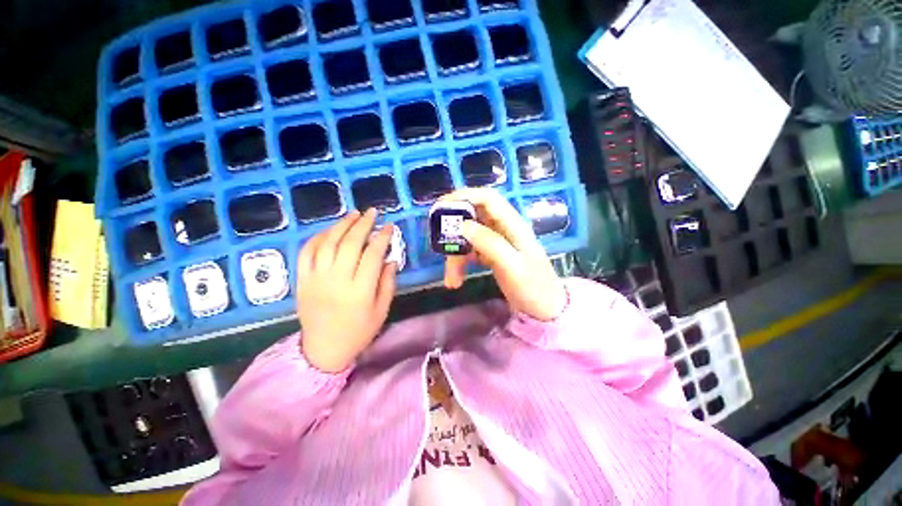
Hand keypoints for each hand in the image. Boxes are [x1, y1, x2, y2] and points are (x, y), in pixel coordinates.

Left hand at [297, 209, 397, 372]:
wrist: (323, 349)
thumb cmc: (358, 331)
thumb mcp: (382, 310)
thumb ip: (387, 283)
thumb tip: (390, 258)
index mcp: (360, 291)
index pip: (372, 255)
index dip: (382, 237)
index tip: (389, 226)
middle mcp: (337, 281)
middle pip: (349, 244)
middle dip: (363, 224)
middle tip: (372, 213)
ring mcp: (315, 279)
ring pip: (327, 243)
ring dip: (341, 225)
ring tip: (353, 214)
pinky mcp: (301, 280)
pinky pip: (306, 252)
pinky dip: (318, 237)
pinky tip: (329, 230)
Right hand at [441, 188, 565, 320]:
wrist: (545, 309)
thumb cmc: (533, 287)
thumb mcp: (512, 266)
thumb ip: (490, 243)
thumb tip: (462, 225)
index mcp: (512, 225)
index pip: (487, 198)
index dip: (464, 196)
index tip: (441, 207)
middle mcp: (503, 228)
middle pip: (473, 217)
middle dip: (454, 230)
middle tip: (437, 241)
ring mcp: (496, 242)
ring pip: (468, 237)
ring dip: (455, 255)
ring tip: (450, 280)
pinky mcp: (491, 254)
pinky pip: (470, 252)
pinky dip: (460, 264)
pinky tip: (456, 280)